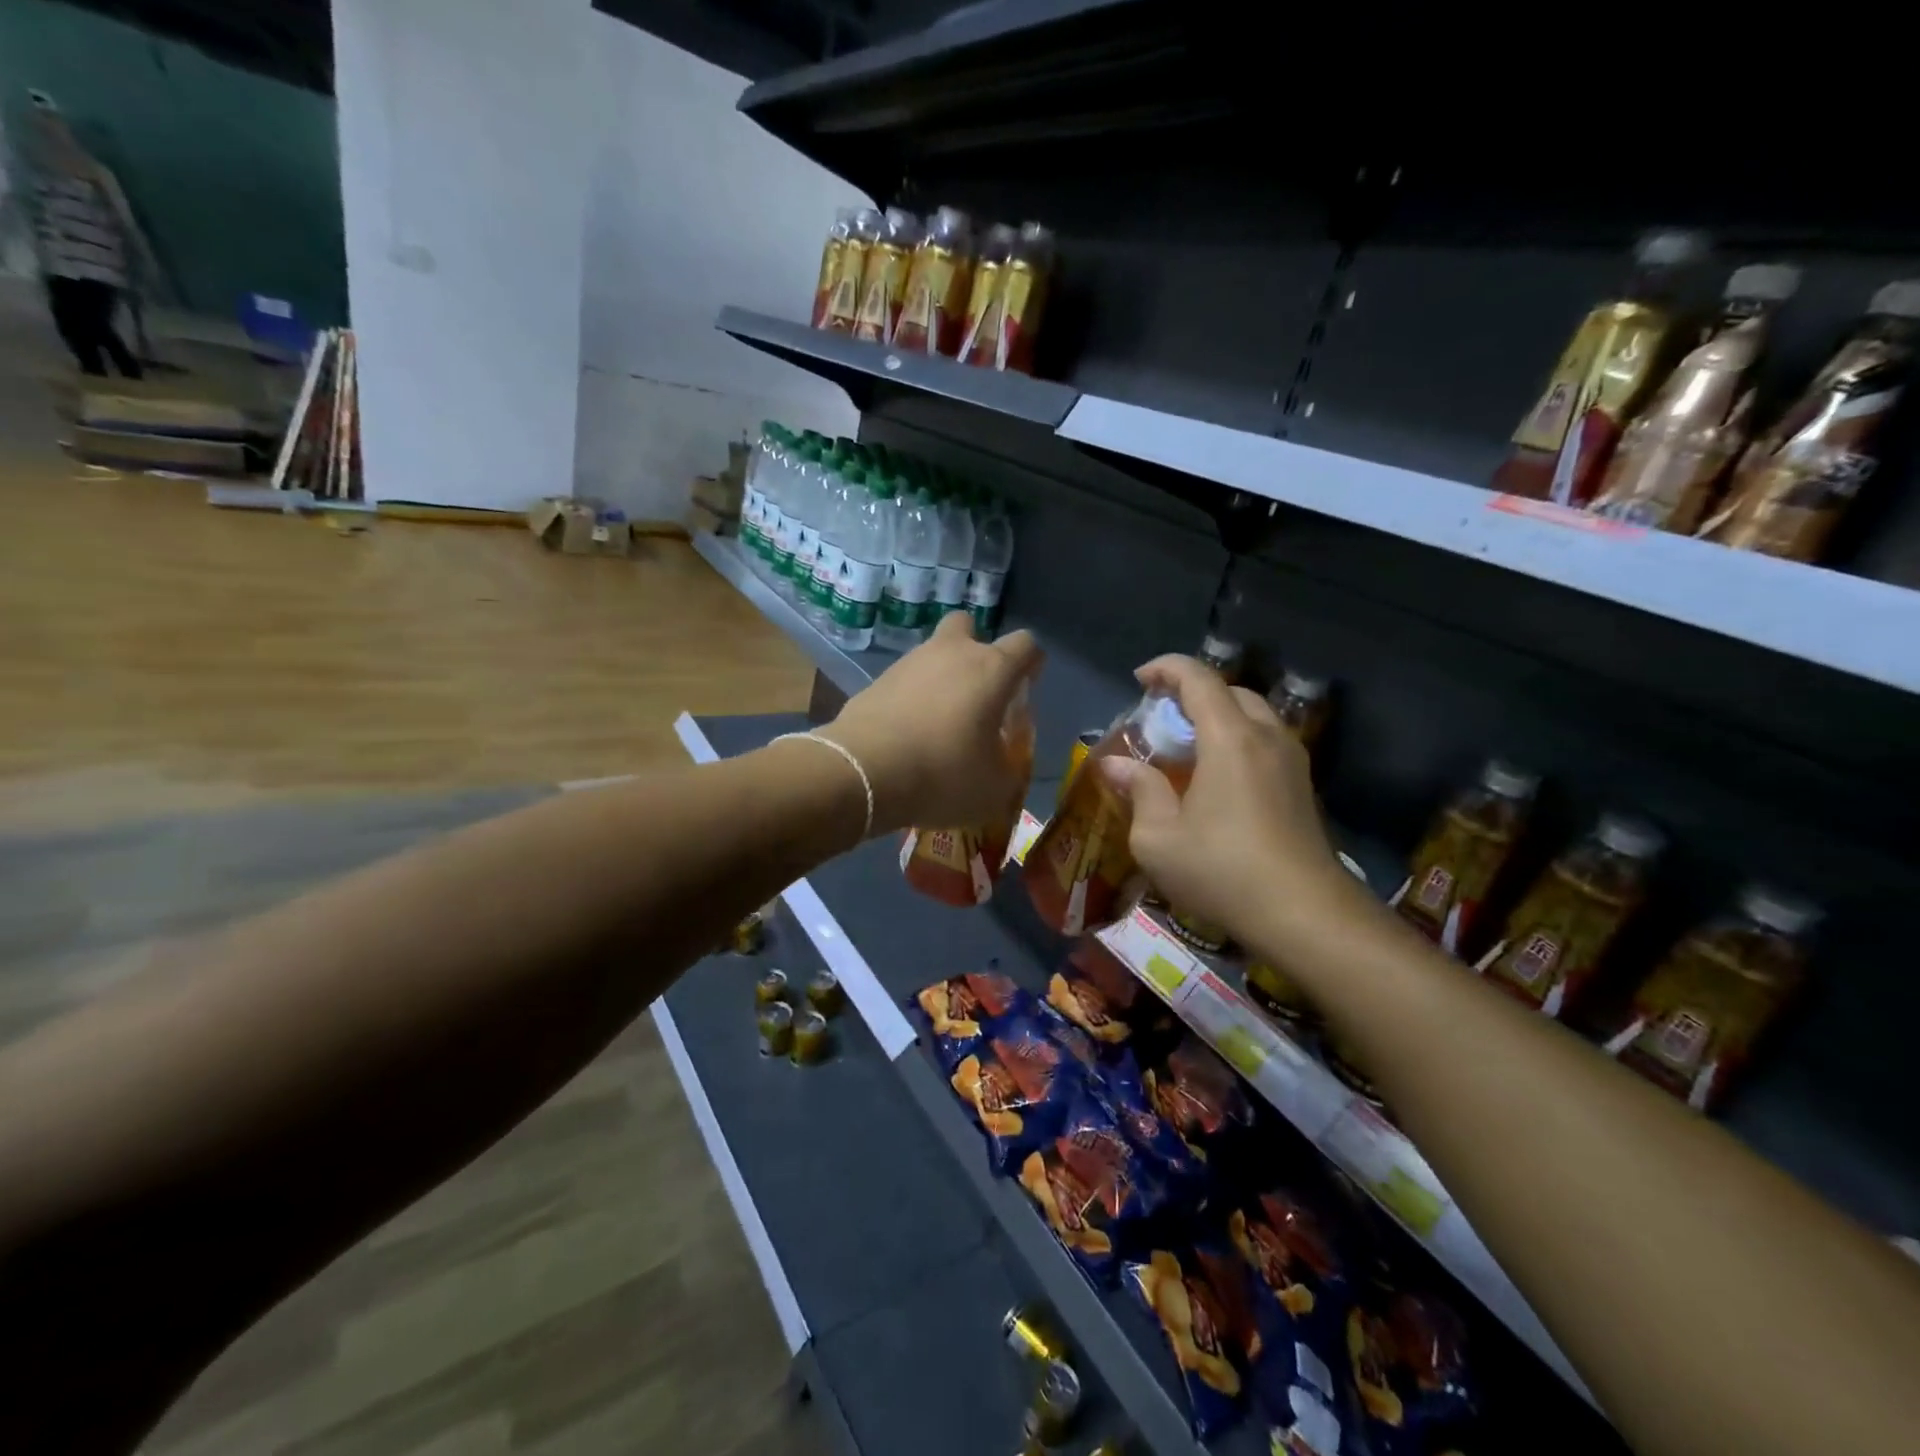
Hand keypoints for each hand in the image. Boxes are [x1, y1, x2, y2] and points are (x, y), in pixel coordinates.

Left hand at [822, 613, 1042, 834]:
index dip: (1031, 662)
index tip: (1026, 687)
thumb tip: (1003, 766)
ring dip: (940, 679)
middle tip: (976, 691)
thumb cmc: (943, 775)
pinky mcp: (876, 681)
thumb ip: (1007, 769)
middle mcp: (951, 654)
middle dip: (975, 649)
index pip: (1026, 645)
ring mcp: (909, 663)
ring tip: (939, 725)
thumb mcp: (994, 789)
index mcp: (991, 670)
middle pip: (968, 626)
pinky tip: (908, 734)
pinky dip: (911, 699)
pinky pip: (904, 682)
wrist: (864, 773)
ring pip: (933, 655)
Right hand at [1099, 655, 1360, 948]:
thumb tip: (1115, 765)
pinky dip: (1237, 740)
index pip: (1199, 679)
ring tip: (1187, 745)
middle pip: (1230, 692)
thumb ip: (1138, 790)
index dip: (1166, 668)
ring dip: (1218, 717)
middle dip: (1192, 692)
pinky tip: (1217, 777)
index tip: (1140, 679)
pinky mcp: (1302, 786)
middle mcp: (1266, 737)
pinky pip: (1266, 742)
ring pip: (1254, 716)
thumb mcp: (1158, 838)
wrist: (1303, 914)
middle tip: (1161, 717)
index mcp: (1230, 738)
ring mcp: (1291, 761)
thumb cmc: (1221, 870)